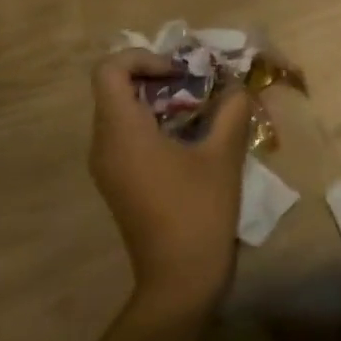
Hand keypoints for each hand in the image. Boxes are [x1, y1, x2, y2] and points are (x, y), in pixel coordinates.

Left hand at [88, 50, 251, 318]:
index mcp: (122, 132)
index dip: (143, 58)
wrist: (179, 282)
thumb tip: (236, 85)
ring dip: (156, 98)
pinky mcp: (117, 182)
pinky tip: (188, 136)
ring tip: (197, 106)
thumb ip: (231, 110)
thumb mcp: (223, 154)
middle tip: (195, 82)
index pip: (109, 70)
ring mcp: (107, 166)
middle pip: (114, 87)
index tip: (179, 72)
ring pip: (120, 110)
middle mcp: (104, 145)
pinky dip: (153, 121)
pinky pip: (125, 134)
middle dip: (155, 75)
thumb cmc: (199, 212)